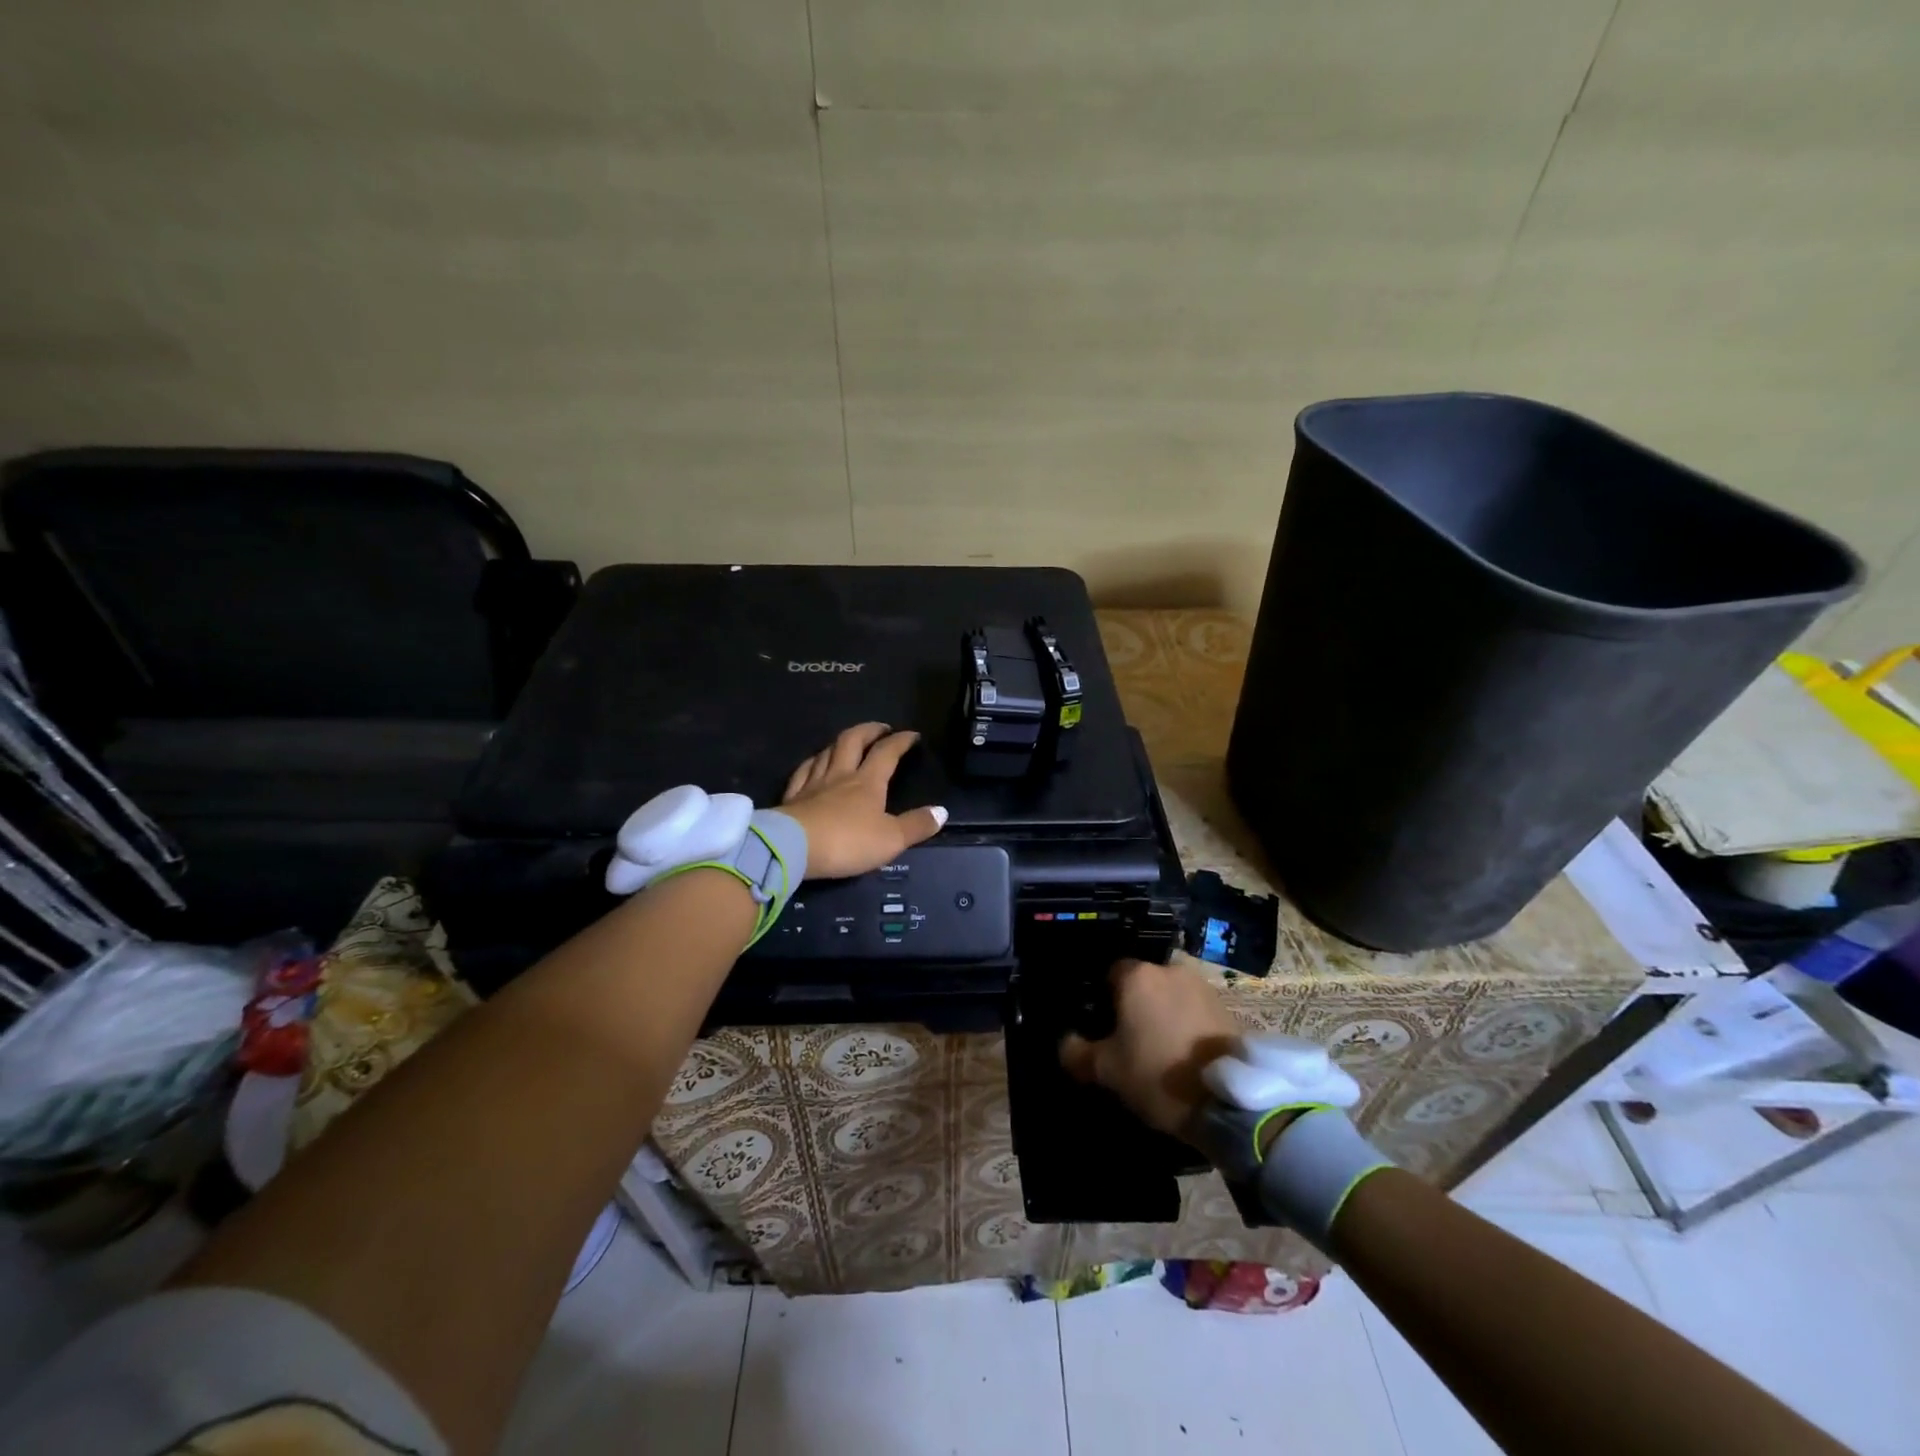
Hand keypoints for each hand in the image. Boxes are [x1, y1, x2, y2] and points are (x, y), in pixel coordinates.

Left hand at [780, 723, 947, 879]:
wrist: (793, 848)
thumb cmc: (847, 842)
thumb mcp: (891, 839)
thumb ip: (916, 825)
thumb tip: (942, 811)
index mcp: (868, 782)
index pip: (887, 753)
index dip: (901, 741)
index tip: (912, 735)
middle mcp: (841, 775)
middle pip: (853, 741)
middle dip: (869, 730)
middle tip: (880, 727)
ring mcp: (813, 784)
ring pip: (827, 752)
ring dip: (840, 742)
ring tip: (849, 741)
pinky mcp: (792, 797)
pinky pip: (803, 771)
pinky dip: (813, 762)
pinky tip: (814, 763)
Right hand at [1059, 958, 1244, 1137]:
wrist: (1229, 1099)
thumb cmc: (1157, 1073)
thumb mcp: (1106, 1070)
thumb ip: (1077, 1052)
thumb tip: (1066, 1043)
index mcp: (1137, 976)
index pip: (1110, 973)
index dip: (1103, 999)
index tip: (1103, 1027)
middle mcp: (1169, 970)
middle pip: (1143, 983)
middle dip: (1136, 1005)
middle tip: (1131, 1040)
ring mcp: (1202, 986)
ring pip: (1170, 995)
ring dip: (1164, 1013)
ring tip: (1161, 1049)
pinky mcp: (1227, 1007)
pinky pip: (1194, 1009)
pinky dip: (1187, 1024)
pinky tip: (1185, 1053)